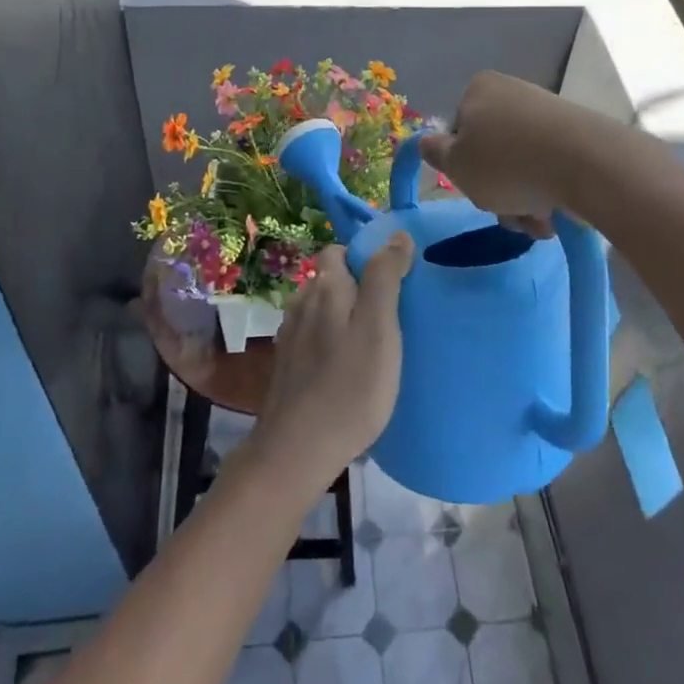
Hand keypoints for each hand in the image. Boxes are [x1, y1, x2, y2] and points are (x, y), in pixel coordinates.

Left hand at [251, 236, 412, 494]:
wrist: (297, 449)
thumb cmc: (349, 386)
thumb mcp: (379, 328)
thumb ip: (385, 277)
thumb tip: (396, 234)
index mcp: (326, 287)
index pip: (339, 251)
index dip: (364, 257)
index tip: (393, 280)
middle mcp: (301, 301)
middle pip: (330, 279)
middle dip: (356, 287)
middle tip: (389, 314)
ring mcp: (290, 333)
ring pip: (320, 309)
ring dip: (342, 315)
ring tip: (371, 341)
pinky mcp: (286, 363)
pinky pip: (313, 336)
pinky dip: (330, 341)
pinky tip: (345, 366)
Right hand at [418, 71, 570, 238]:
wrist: (588, 164)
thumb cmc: (507, 163)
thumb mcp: (455, 165)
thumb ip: (435, 153)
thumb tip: (427, 141)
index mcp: (479, 89)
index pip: (458, 132)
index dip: (462, 165)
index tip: (474, 186)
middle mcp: (513, 93)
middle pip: (492, 152)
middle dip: (497, 190)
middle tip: (507, 211)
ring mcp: (549, 114)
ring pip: (522, 167)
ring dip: (522, 201)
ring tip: (536, 220)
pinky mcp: (579, 135)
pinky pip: (551, 169)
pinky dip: (549, 194)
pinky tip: (556, 214)